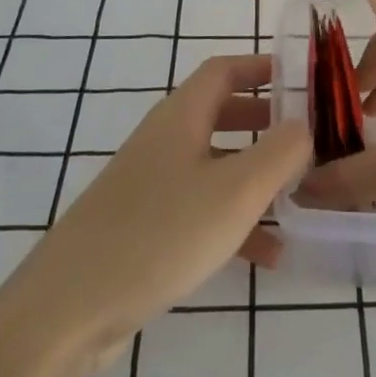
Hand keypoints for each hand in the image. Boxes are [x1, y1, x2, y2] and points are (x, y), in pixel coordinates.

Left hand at [0, 56, 308, 376]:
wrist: (68, 309)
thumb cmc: (161, 234)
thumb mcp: (236, 190)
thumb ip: (280, 151)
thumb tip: (305, 124)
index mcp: (182, 116)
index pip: (225, 70)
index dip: (263, 67)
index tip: (303, 80)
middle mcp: (165, 140)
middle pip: (221, 113)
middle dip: (266, 121)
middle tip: (306, 137)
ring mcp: (152, 185)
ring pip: (215, 165)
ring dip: (256, 176)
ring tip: (299, 197)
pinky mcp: (145, 227)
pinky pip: (201, 210)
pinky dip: (235, 221)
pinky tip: (269, 255)